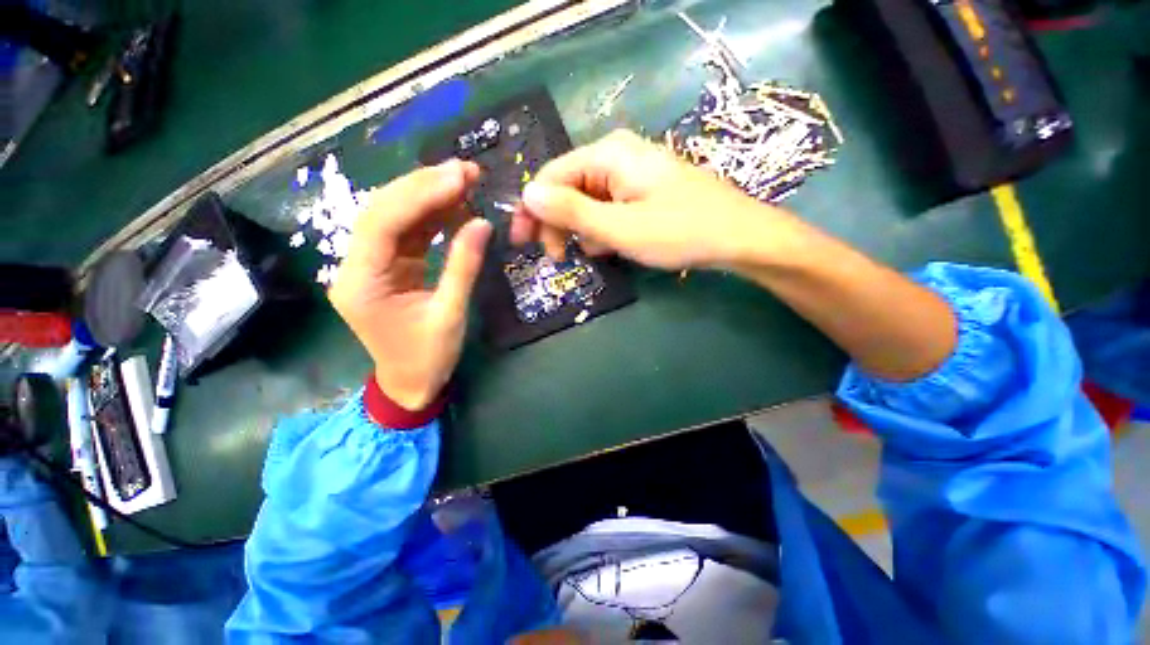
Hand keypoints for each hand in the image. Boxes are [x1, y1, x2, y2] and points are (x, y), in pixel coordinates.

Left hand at [328, 160, 491, 410]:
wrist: (407, 385)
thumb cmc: (425, 360)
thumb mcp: (448, 318)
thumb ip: (461, 267)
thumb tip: (481, 221)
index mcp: (360, 286)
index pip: (381, 225)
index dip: (419, 195)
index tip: (458, 177)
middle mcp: (353, 267)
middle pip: (380, 209)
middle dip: (422, 185)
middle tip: (465, 170)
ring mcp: (364, 262)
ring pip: (389, 211)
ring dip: (425, 192)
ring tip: (465, 178)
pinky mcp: (380, 261)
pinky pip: (401, 225)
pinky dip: (428, 210)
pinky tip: (454, 200)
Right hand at [511, 129, 801, 269]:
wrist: (743, 236)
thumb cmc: (682, 230)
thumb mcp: (620, 228)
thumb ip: (569, 211)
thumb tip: (526, 194)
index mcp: (608, 152)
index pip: (550, 175)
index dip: (531, 210)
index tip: (523, 246)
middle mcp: (619, 151)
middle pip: (569, 184)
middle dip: (559, 221)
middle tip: (558, 258)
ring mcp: (637, 166)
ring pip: (590, 195)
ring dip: (584, 226)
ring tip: (596, 254)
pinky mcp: (650, 183)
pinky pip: (613, 200)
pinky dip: (607, 223)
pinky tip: (616, 246)